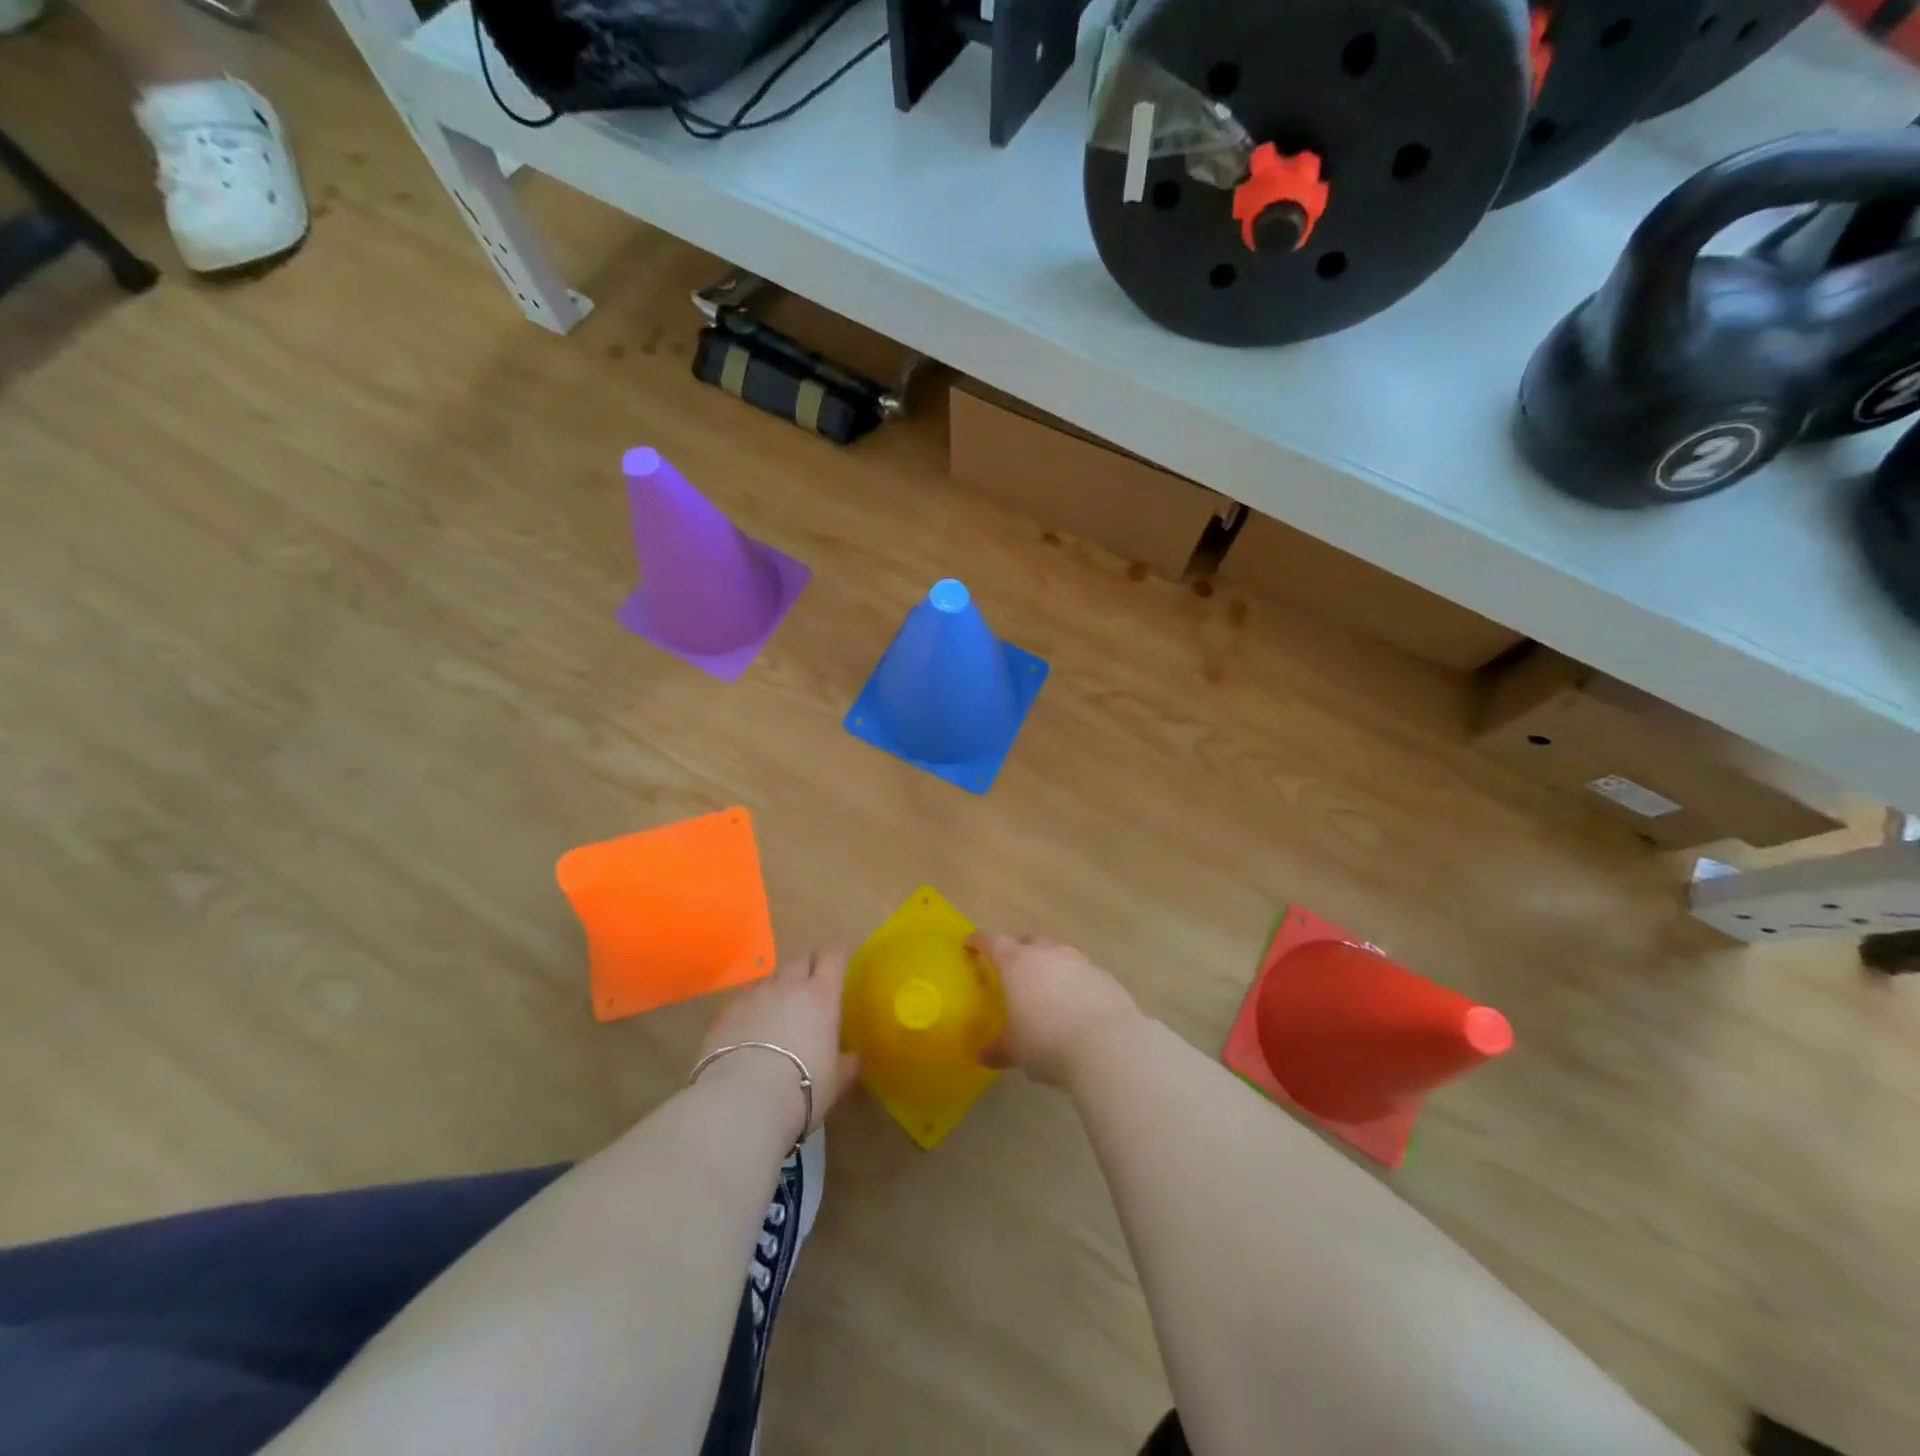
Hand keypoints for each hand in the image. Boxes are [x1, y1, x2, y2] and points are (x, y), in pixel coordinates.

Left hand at [697, 950, 861, 1140]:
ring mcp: (755, 994)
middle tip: (811, 985)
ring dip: (778, 986)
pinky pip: (744, 997)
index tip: (840, 966)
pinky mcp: (726, 1010)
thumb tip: (853, 1058)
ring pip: (771, 977)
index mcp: (822, 995)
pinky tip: (748, 1027)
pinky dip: (751, 1006)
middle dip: (808, 966)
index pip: (834, 959)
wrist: (741, 1100)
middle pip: (801, 959)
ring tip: (778, 1008)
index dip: (837, 958)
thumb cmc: (801, 1087)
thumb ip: (847, 1064)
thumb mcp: (836, 1081)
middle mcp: (789, 985)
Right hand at [968, 933, 1144, 1087]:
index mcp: (1017, 964)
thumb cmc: (1048, 1042)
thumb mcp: (1016, 1051)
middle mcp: (1048, 954)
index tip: (970, 944)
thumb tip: (982, 1055)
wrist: (1108, 1044)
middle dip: (1019, 951)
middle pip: (1029, 941)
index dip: (979, 941)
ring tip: (1047, 990)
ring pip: (1058, 953)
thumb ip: (998, 1049)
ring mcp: (1079, 961)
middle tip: (1012, 971)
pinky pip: (1083, 972)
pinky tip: (1076, 1005)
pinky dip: (1074, 982)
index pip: (992, 941)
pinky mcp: (1104, 976)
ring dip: (1050, 965)